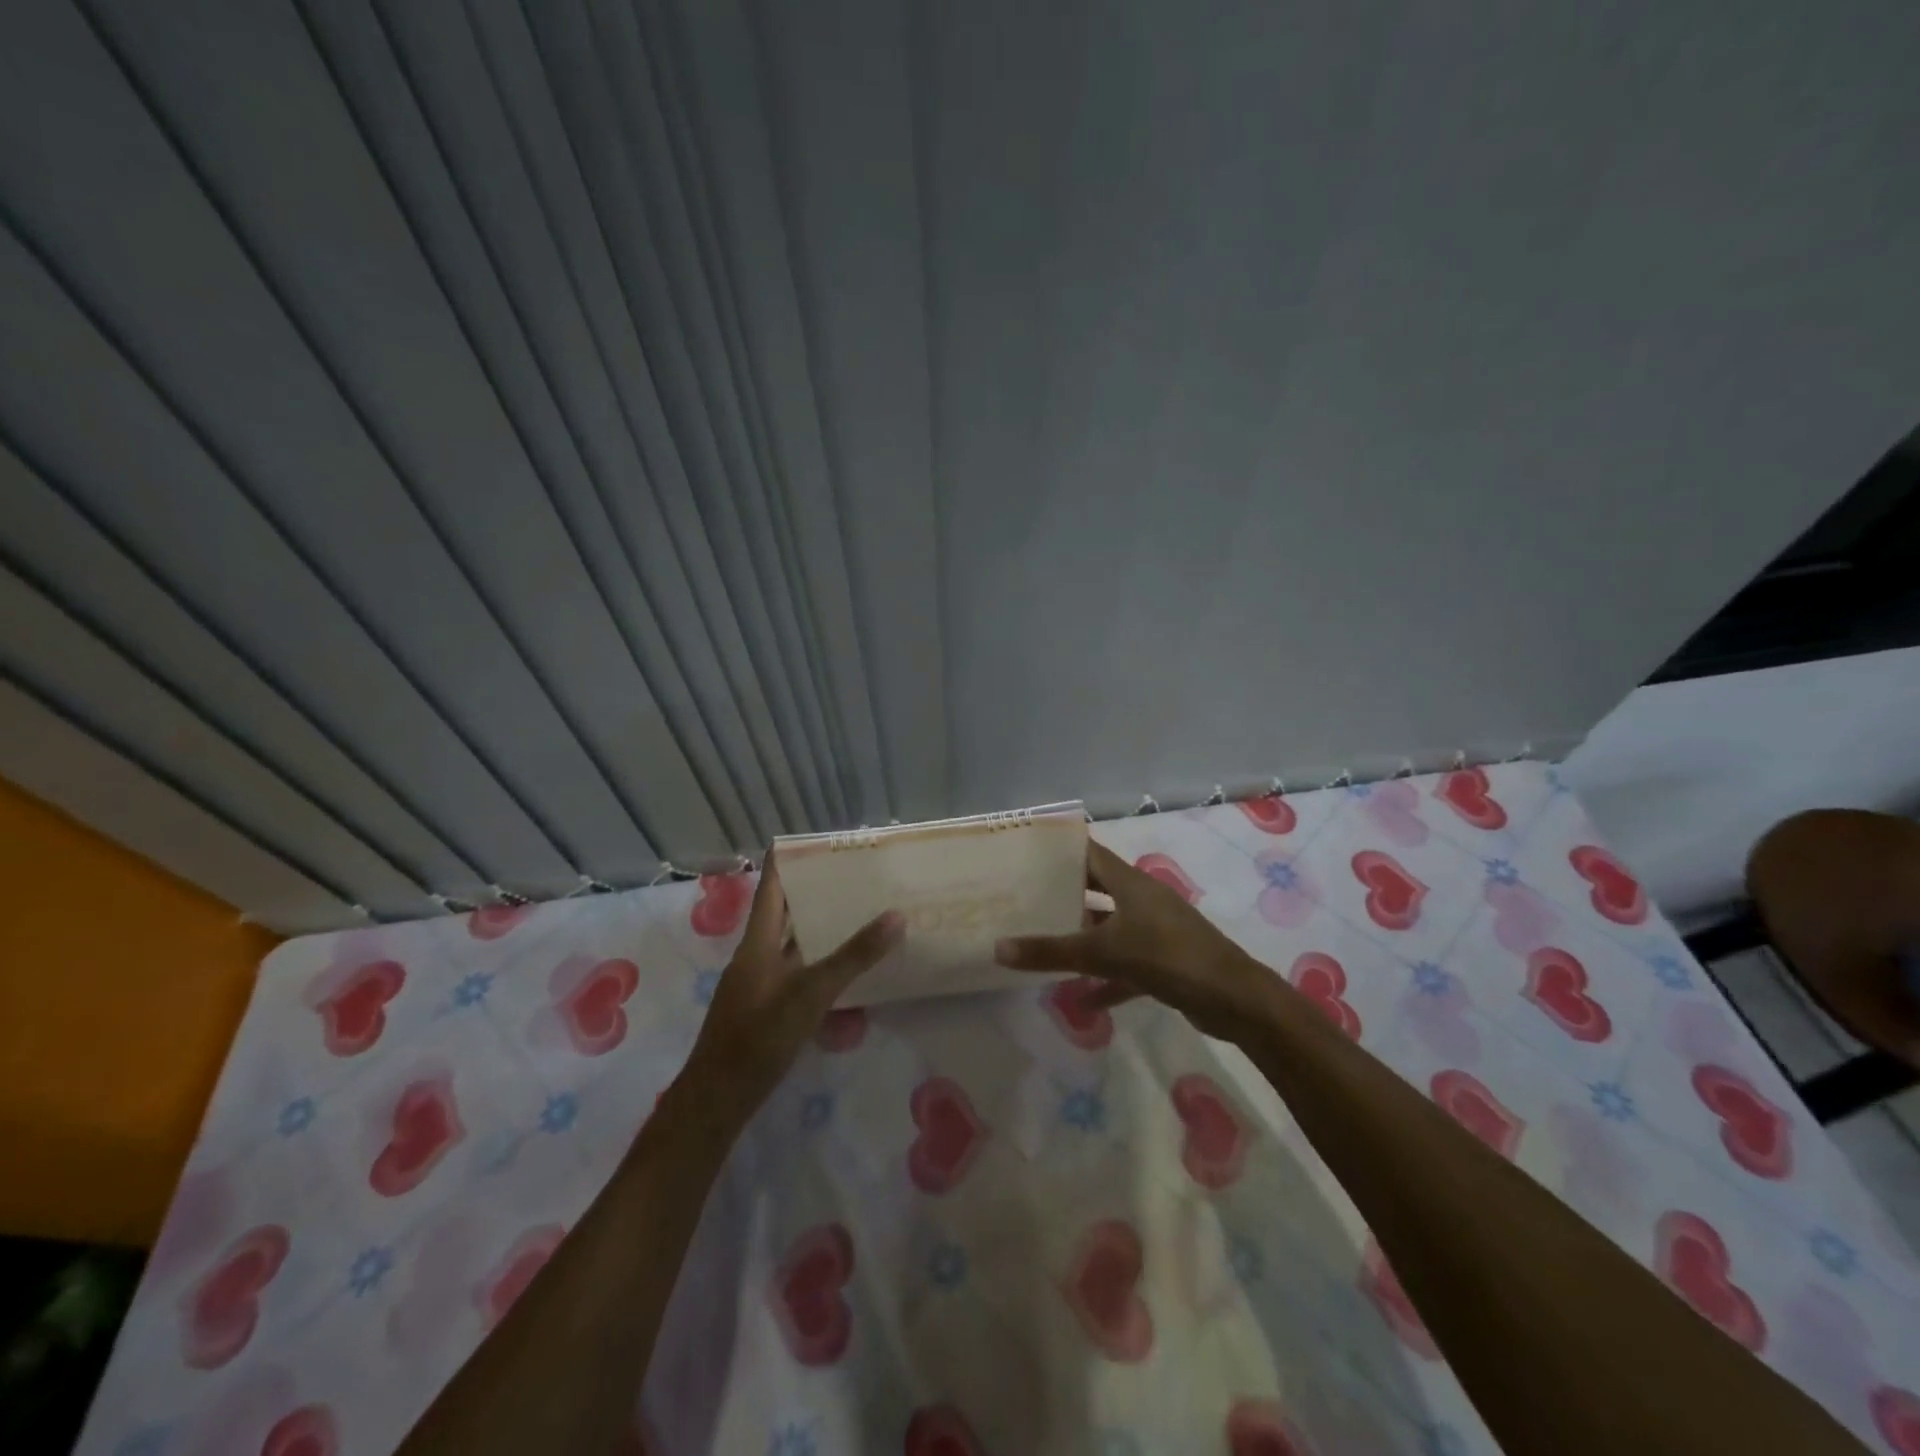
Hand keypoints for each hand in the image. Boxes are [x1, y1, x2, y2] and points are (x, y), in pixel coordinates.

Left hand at [677, 859, 903, 1120]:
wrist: (718, 1098)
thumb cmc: (759, 1036)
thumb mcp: (811, 993)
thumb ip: (853, 956)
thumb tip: (896, 916)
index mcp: (757, 942)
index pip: (770, 887)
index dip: (786, 861)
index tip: (813, 841)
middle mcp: (756, 956)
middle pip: (783, 913)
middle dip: (813, 894)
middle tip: (851, 876)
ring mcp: (759, 984)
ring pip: (792, 946)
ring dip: (818, 931)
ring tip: (856, 915)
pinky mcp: (765, 1009)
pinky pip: (796, 974)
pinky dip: (818, 966)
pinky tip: (844, 973)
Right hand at [993, 840, 1274, 1039]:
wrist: (1235, 1000)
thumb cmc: (1168, 957)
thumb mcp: (1104, 953)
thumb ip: (1052, 952)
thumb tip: (998, 948)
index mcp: (1130, 883)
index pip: (1088, 853)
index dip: (1059, 850)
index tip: (1024, 853)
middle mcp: (1141, 899)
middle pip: (1096, 889)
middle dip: (1063, 895)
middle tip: (1023, 899)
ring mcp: (1155, 930)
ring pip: (1109, 928)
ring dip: (1081, 938)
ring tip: (1042, 944)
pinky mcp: (1164, 962)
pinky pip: (1125, 965)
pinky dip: (1105, 979)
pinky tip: (1081, 1001)